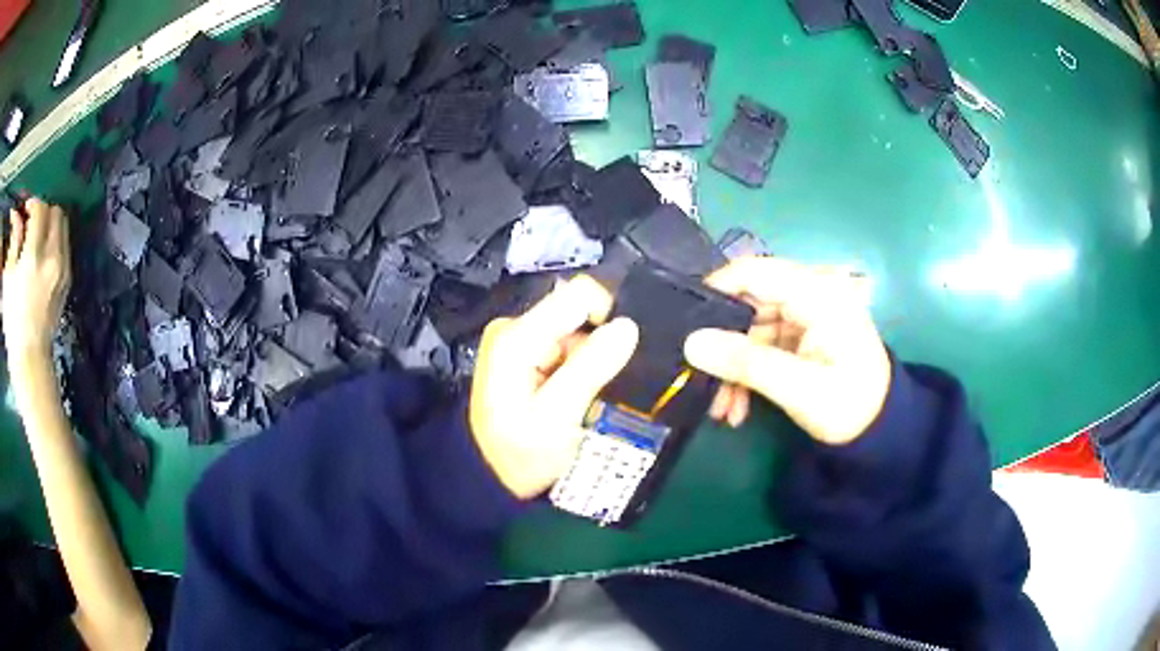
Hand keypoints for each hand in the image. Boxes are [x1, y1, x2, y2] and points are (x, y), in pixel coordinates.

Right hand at [3, 198, 71, 360]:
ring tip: (37, 238)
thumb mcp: (8, 276)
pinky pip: (66, 245)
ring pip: (63, 226)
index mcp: (34, 256)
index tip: (25, 211)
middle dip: (43, 211)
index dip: (32, 204)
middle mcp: (52, 257)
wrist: (30, 357)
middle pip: (55, 212)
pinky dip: (56, 240)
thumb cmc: (13, 320)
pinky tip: (43, 255)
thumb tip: (17, 214)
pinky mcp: (68, 280)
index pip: (40, 209)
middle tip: (31, 223)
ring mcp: (63, 269)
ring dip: (51, 223)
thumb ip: (14, 239)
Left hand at [470, 276, 638, 498]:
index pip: (579, 294)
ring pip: (577, 335)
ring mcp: (520, 341)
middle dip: (598, 349)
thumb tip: (627, 326)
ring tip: (586, 400)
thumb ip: (591, 367)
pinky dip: (579, 371)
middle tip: (597, 390)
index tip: (619, 357)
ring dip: (590, 364)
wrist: (489, 477)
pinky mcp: (526, 356)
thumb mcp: (558, 416)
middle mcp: (516, 327)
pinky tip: (575, 399)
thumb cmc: (519, 453)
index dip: (608, 318)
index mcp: (518, 335)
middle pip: (579, 316)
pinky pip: (567, 351)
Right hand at [683, 257, 889, 445]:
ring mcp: (805, 315)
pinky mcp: (801, 336)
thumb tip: (690, 343)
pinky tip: (737, 407)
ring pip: (750, 330)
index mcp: (818, 293)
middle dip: (723, 345)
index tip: (684, 324)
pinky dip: (747, 373)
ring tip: (720, 410)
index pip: (755, 271)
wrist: (881, 431)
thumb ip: (746, 363)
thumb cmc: (849, 405)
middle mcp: (810, 294)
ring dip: (732, 368)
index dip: (715, 290)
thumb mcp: (798, 388)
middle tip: (698, 380)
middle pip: (748, 304)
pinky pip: (761, 346)